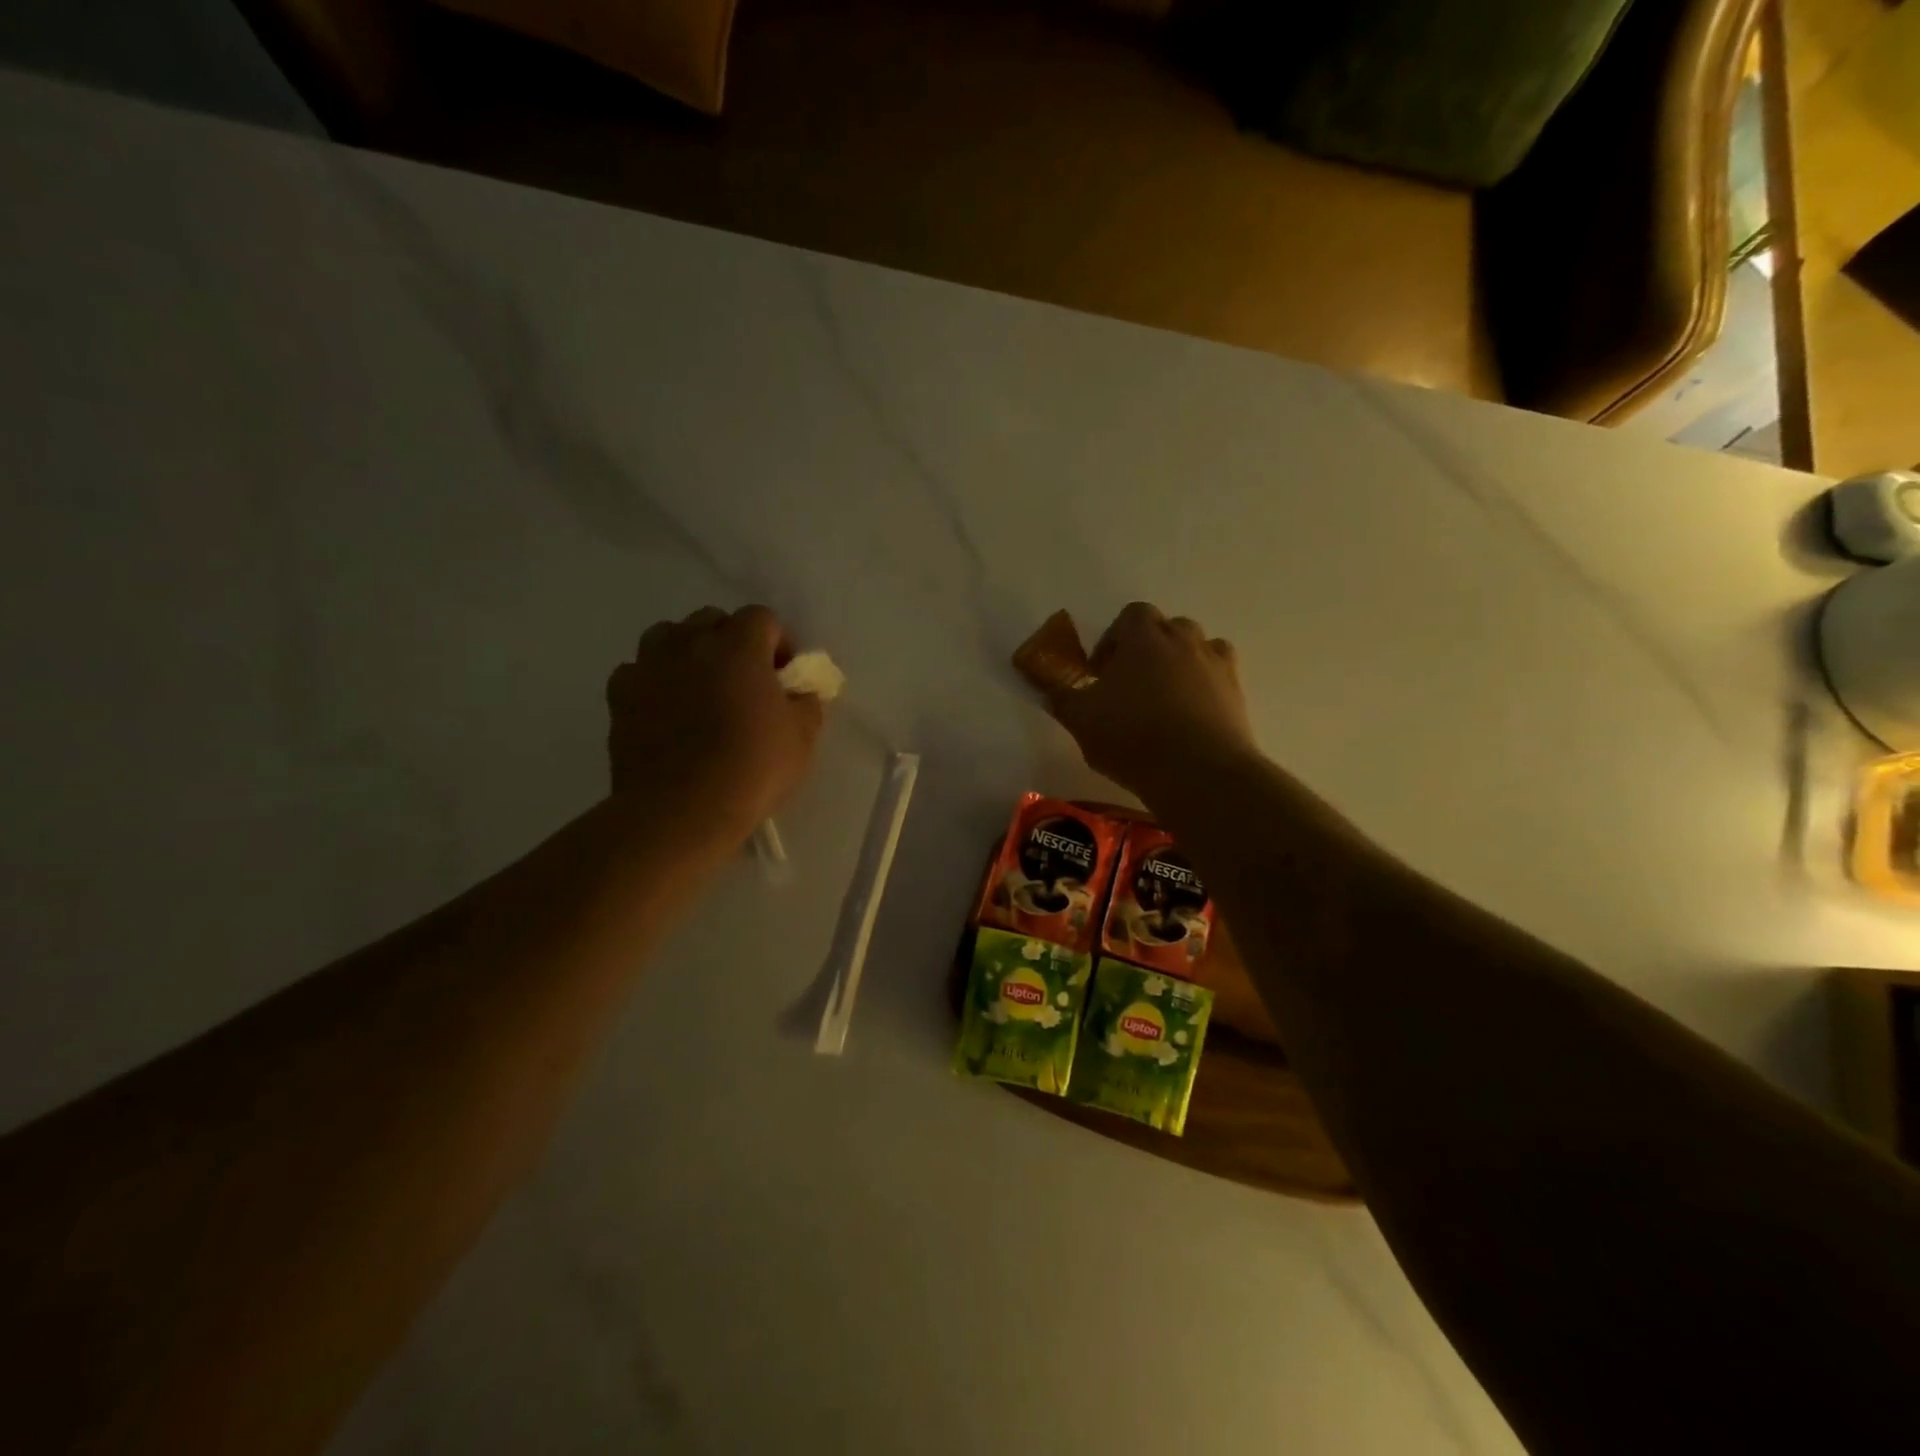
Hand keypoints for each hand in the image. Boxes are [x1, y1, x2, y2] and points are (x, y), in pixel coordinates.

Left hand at [605, 605, 824, 839]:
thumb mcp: (803, 737)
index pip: (762, 617)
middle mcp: (690, 643)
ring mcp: (649, 666)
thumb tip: (800, 691)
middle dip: (731, 641)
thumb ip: (806, 702)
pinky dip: (653, 680)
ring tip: (699, 687)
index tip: (783, 675)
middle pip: (712, 619)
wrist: (682, 810)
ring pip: (668, 635)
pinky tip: (665, 709)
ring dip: (688, 651)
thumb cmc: (752, 769)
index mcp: (739, 647)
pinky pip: (637, 670)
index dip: (777, 642)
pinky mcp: (619, 695)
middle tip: (744, 680)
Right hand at [1036, 603, 1258, 804]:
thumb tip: (1052, 690)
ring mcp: (1216, 664)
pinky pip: (1220, 676)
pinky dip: (1206, 686)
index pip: (1131, 615)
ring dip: (1180, 664)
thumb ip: (1063, 699)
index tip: (1101, 671)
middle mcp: (1184, 640)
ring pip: (1198, 648)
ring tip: (1164, 698)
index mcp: (1144, 637)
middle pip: (1167, 628)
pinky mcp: (1237, 693)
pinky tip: (1192, 714)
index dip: (1114, 639)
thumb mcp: (1081, 721)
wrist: (1199, 772)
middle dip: (1148, 648)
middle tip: (1131, 683)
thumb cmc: (1132, 737)